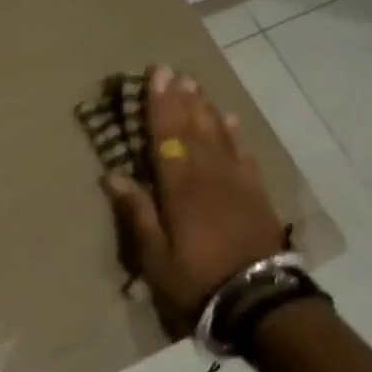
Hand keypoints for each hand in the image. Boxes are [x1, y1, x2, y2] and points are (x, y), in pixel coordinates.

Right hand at [104, 65, 286, 334]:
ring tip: (195, 85)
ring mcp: (236, 183)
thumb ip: (137, 212)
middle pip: (192, 129)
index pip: (166, 137)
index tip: (155, 76)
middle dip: (180, 98)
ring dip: (204, 108)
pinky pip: (243, 154)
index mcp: (179, 188)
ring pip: (218, 136)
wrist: (258, 300)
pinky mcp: (256, 194)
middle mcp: (208, 176)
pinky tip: (229, 120)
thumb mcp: (155, 255)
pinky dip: (235, 134)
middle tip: (172, 71)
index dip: (159, 106)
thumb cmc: (196, 279)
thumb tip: (113, 176)